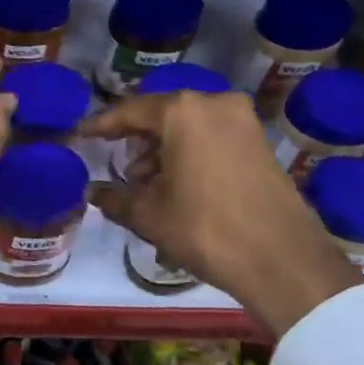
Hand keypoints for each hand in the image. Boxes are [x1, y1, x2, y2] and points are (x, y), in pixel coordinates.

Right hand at [81, 90, 362, 336]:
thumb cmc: (205, 228)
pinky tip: (177, 184)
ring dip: (163, 149)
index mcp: (181, 111)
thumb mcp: (149, 215)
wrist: (283, 261)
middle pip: (161, 115)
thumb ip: (114, 198)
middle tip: (118, 166)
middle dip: (136, 140)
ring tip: (147, 184)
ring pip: (188, 126)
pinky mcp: (259, 141)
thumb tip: (92, 193)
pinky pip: (211, 136)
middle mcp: (212, 103)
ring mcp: (242, 120)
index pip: (129, 111)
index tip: (80, 134)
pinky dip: (190, 152)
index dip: (101, 125)